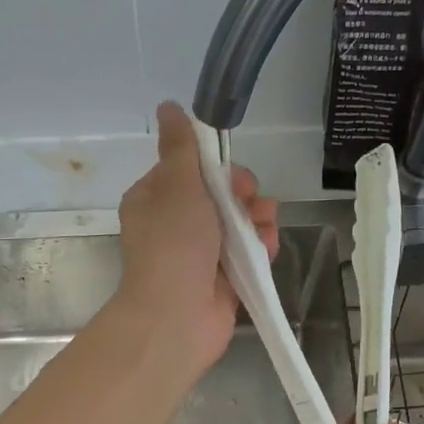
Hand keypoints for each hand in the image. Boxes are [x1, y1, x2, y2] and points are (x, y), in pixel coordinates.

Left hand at [114, 100, 278, 372]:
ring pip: (239, 224)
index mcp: (155, 200)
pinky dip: (261, 247)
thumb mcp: (177, 185)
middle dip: (243, 195)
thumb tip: (168, 106)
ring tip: (264, 228)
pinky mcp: (223, 280)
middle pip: (220, 196)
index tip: (231, 174)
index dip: (216, 168)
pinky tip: (268, 247)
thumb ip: (181, 146)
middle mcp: (176, 226)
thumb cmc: (173, 246)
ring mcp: (201, 255)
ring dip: (257, 220)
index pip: (191, 170)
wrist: (177, 317)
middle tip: (248, 202)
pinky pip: (248, 254)